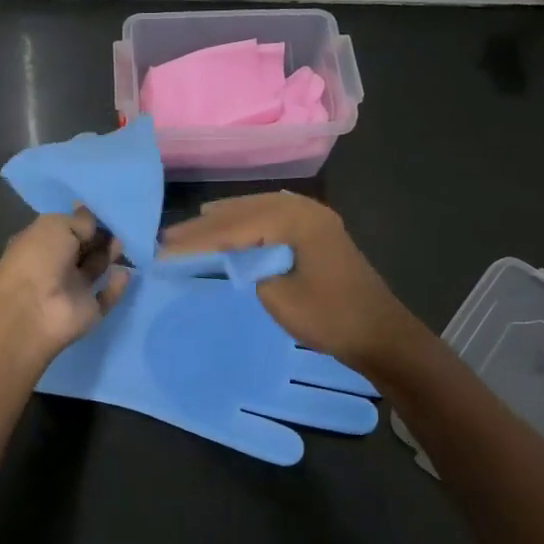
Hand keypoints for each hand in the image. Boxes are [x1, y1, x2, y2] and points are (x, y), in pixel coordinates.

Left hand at [0, 208, 129, 364]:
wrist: (34, 309)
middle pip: (83, 249)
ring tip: (124, 244)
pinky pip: (106, 297)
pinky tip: (126, 272)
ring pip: (95, 270)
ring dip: (109, 256)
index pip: (66, 230)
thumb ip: (79, 222)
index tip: (105, 212)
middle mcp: (55, 266)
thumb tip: (92, 219)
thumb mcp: (56, 226)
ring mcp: (71, 290)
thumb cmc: (39, 259)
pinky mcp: (88, 311)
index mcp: (40, 244)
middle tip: (120, 226)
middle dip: (101, 238)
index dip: (85, 222)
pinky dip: (117, 286)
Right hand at [161, 192, 421, 374]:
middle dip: (204, 226)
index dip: (196, 240)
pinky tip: (230, 224)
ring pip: (257, 210)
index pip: (233, 227)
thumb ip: (249, 268)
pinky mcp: (316, 232)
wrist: (380, 334)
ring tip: (190, 227)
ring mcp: (313, 218)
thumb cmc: (330, 318)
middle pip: (243, 211)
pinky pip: (271, 217)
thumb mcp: (278, 296)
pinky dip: (245, 222)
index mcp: (294, 221)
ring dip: (223, 221)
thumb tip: (233, 256)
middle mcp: (304, 209)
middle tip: (168, 237)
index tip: (163, 250)